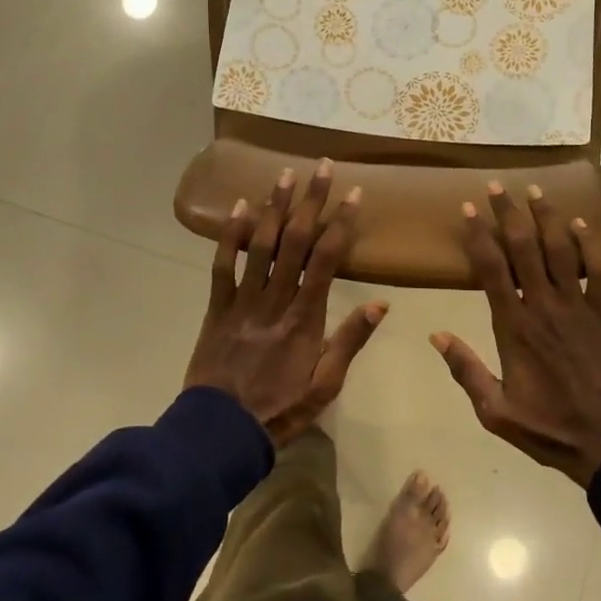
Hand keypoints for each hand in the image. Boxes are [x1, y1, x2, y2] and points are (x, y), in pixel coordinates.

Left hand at [185, 161, 386, 445]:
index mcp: (306, 318)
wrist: (221, 432)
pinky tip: (239, 207)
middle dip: (311, 201)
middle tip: (322, 167)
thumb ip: (351, 341)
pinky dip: (230, 235)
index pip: (327, 260)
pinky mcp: (218, 307)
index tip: (353, 194)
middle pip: (295, 241)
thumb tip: (382, 303)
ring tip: (285, 174)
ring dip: (273, 207)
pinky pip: (223, 265)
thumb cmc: (281, 409)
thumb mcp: (326, 384)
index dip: (341, 224)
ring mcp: (243, 301)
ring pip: (260, 245)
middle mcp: (276, 300)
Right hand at [431, 183, 600, 487]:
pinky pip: (598, 271)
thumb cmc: (546, 427)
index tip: (468, 210)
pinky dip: (590, 244)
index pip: (491, 270)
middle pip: (525, 248)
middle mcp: (544, 306)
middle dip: (509, 213)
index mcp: (514, 327)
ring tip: (535, 189)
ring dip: (547, 217)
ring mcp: (577, 307)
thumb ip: (466, 371)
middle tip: (497, 186)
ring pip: (561, 250)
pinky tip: (580, 223)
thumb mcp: (495, 411)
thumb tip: (436, 336)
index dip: (478, 236)